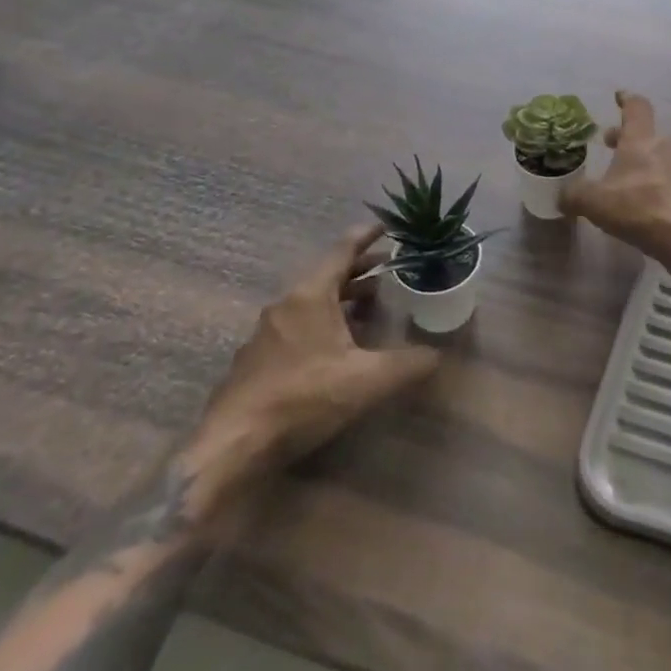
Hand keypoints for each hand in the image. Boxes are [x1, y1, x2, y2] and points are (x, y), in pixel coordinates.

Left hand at [189, 224, 438, 495]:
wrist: (232, 446)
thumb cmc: (303, 398)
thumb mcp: (367, 380)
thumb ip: (407, 364)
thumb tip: (438, 356)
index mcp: (310, 296)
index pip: (342, 251)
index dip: (366, 235)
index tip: (386, 224)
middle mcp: (285, 305)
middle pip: (327, 275)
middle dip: (360, 270)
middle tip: (389, 269)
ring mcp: (266, 333)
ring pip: (311, 302)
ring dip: (341, 298)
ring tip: (369, 307)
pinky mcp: (255, 360)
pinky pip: (296, 326)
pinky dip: (322, 323)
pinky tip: (336, 348)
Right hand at [561, 92, 670, 261]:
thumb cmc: (638, 208)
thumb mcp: (594, 202)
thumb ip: (574, 195)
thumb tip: (561, 196)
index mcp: (641, 139)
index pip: (636, 107)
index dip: (626, 99)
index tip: (619, 96)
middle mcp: (665, 145)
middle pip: (645, 132)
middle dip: (625, 136)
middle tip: (608, 143)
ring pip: (658, 153)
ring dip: (640, 158)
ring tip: (623, 175)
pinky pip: (669, 174)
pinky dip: (654, 178)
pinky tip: (643, 197)